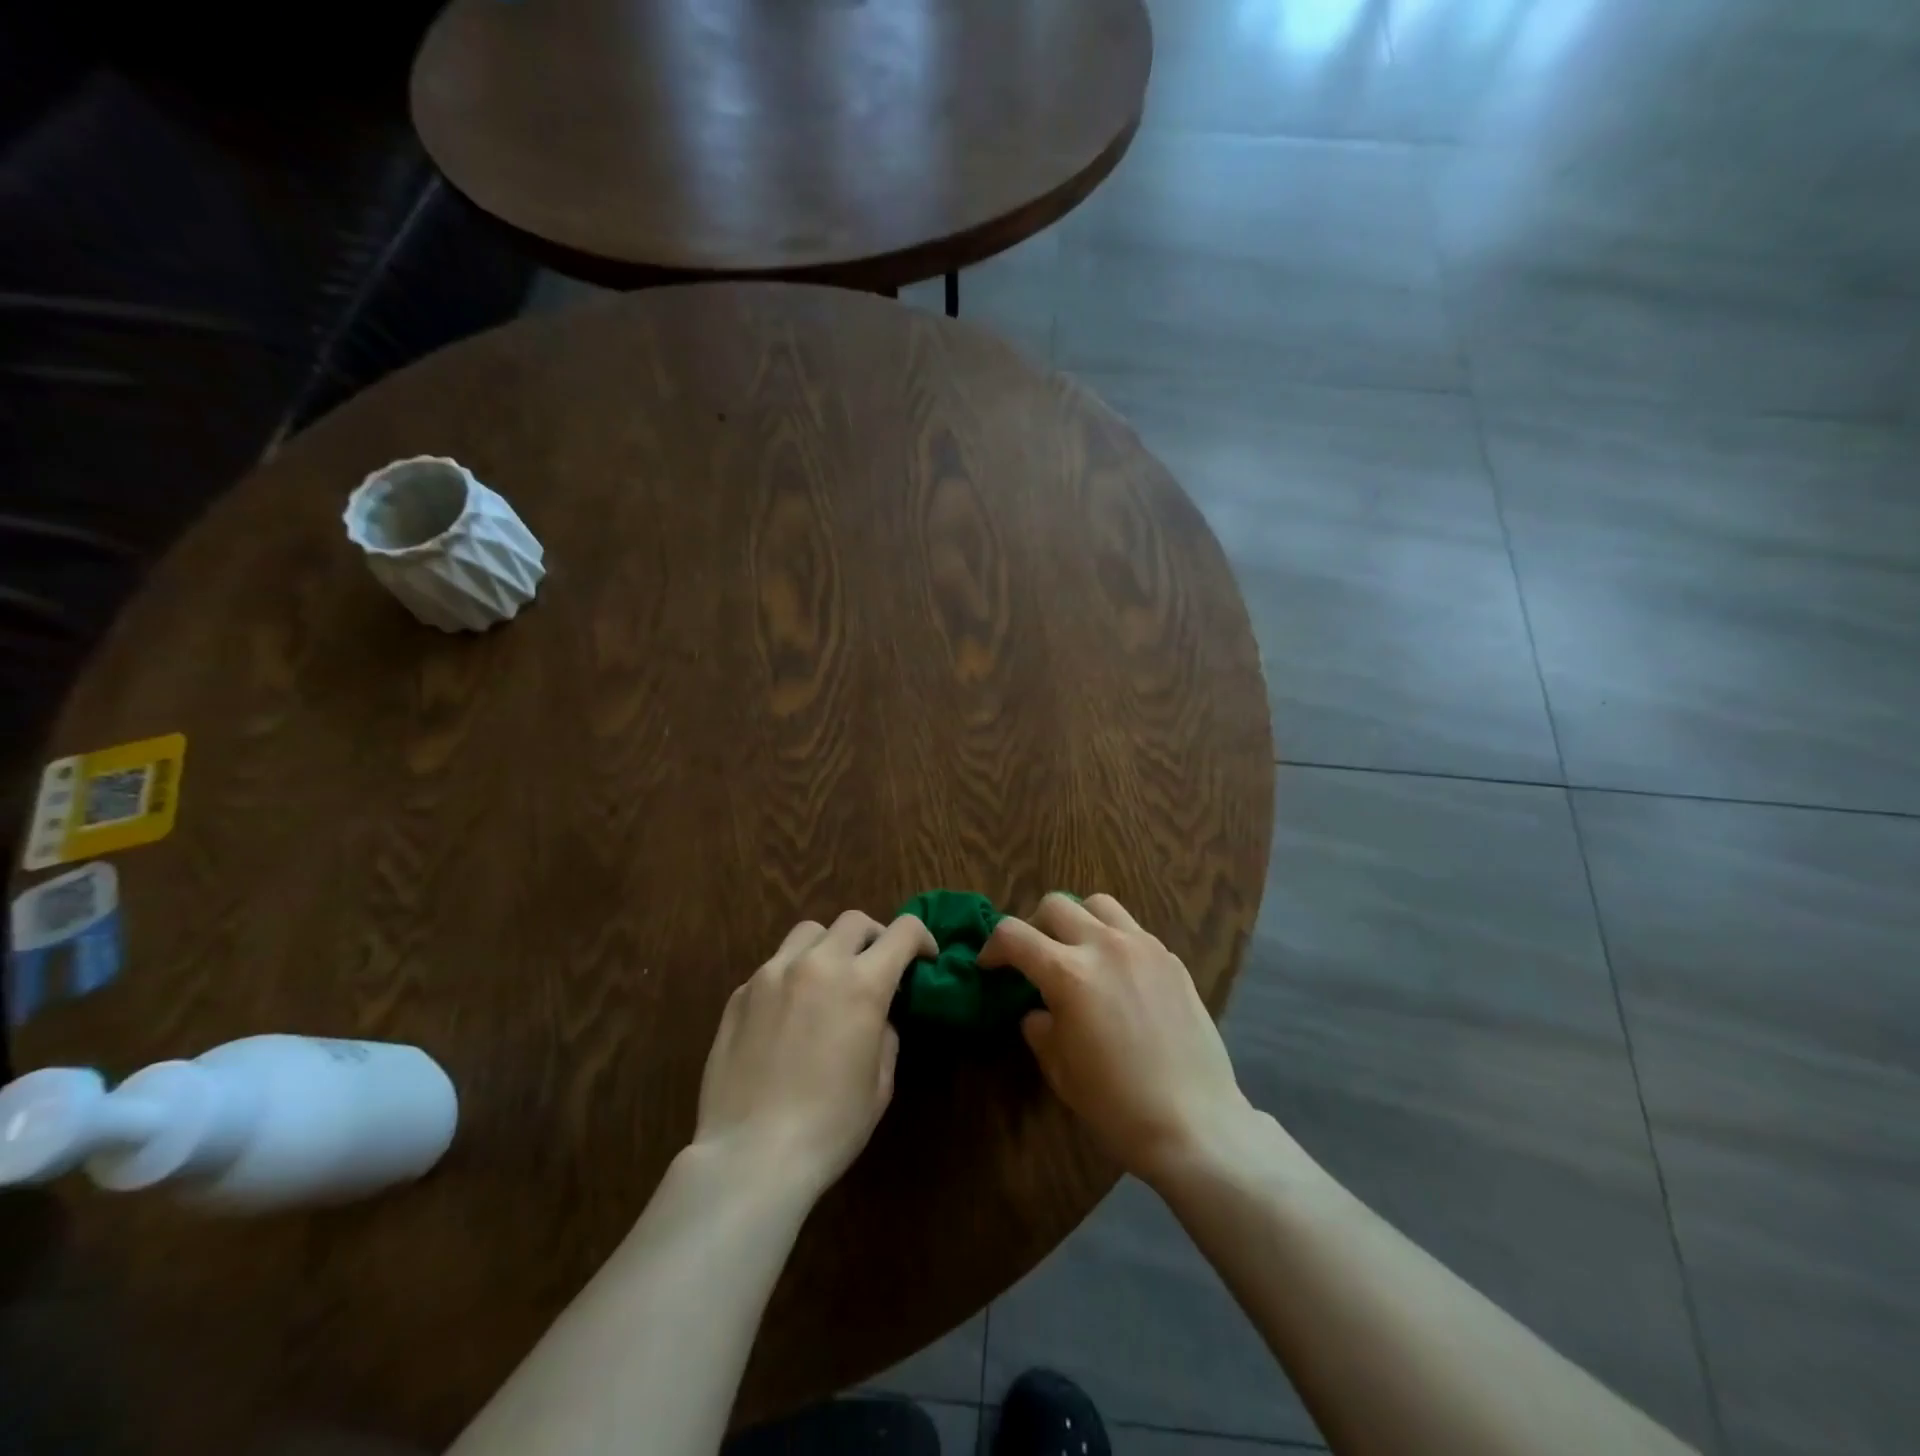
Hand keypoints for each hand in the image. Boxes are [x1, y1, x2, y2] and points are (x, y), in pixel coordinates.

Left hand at [693, 910, 934, 1197]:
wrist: (751, 1156)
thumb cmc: (830, 1127)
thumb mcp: (880, 1083)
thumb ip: (885, 1033)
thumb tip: (876, 1014)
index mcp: (862, 984)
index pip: (902, 932)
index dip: (921, 938)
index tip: (924, 958)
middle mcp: (817, 964)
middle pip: (854, 921)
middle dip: (874, 938)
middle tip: (876, 969)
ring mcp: (772, 974)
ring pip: (809, 932)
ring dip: (830, 946)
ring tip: (828, 980)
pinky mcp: (741, 993)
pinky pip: (775, 965)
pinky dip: (792, 975)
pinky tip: (789, 1014)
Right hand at [983, 893, 1255, 1183]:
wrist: (1194, 1123)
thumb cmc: (1116, 1104)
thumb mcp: (1059, 1069)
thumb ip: (1040, 1026)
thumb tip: (1039, 1009)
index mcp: (1068, 974)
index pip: (1014, 935)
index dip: (992, 946)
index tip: (990, 966)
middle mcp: (1104, 946)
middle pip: (1055, 905)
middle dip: (1033, 926)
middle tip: (1034, 958)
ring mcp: (1143, 947)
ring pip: (1098, 904)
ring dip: (1077, 920)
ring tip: (1077, 951)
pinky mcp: (1171, 959)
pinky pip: (1132, 929)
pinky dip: (1113, 939)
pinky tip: (1118, 976)